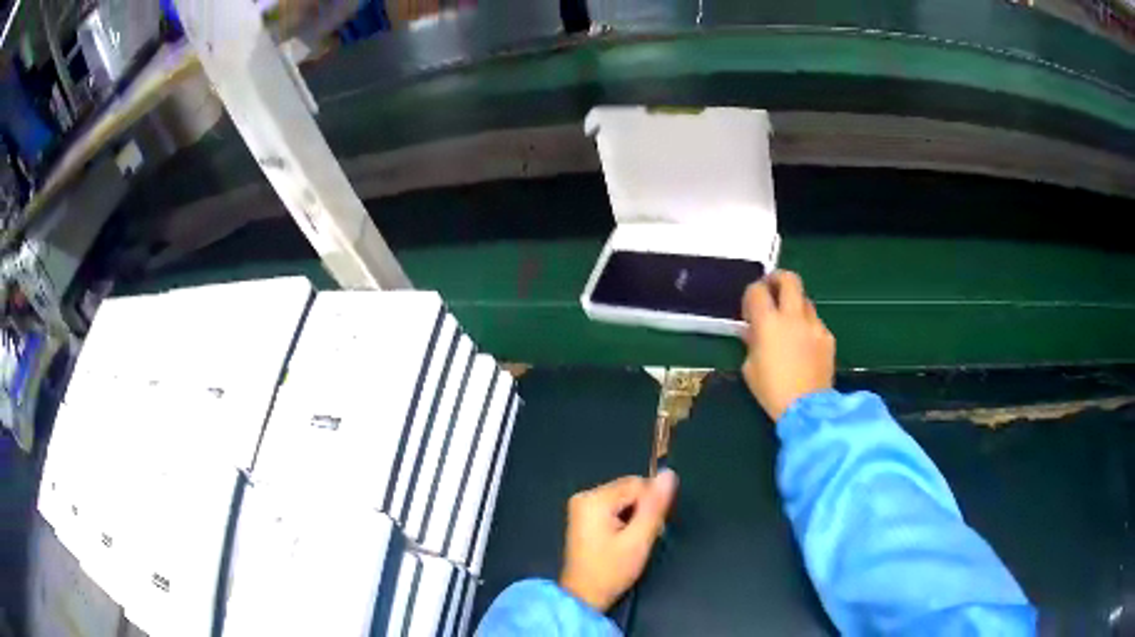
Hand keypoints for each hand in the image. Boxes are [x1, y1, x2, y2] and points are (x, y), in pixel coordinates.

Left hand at [559, 471, 678, 611]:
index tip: (651, 529)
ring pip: (624, 498)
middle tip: (641, 538)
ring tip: (632, 541)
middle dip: (642, 510)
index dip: (651, 505)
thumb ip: (655, 506)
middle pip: (629, 489)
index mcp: (594, 499)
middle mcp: (585, 496)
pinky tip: (622, 540)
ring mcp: (582, 506)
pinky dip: (624, 520)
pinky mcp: (584, 516)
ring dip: (635, 516)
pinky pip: (613, 507)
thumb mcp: (639, 540)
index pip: (638, 484)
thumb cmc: (611, 570)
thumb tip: (669, 474)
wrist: (584, 596)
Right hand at [741, 270, 835, 420]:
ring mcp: (814, 325)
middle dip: (778, 279)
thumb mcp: (750, 368)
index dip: (751, 293)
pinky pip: (816, 323)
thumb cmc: (772, 390)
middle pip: (789, 279)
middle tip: (772, 289)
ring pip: (805, 301)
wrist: (807, 408)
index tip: (750, 306)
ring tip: (789, 323)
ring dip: (795, 305)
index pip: (757, 291)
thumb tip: (753, 331)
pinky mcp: (827, 337)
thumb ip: (751, 343)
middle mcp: (793, 316)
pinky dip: (807, 327)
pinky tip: (804, 345)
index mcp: (769, 323)